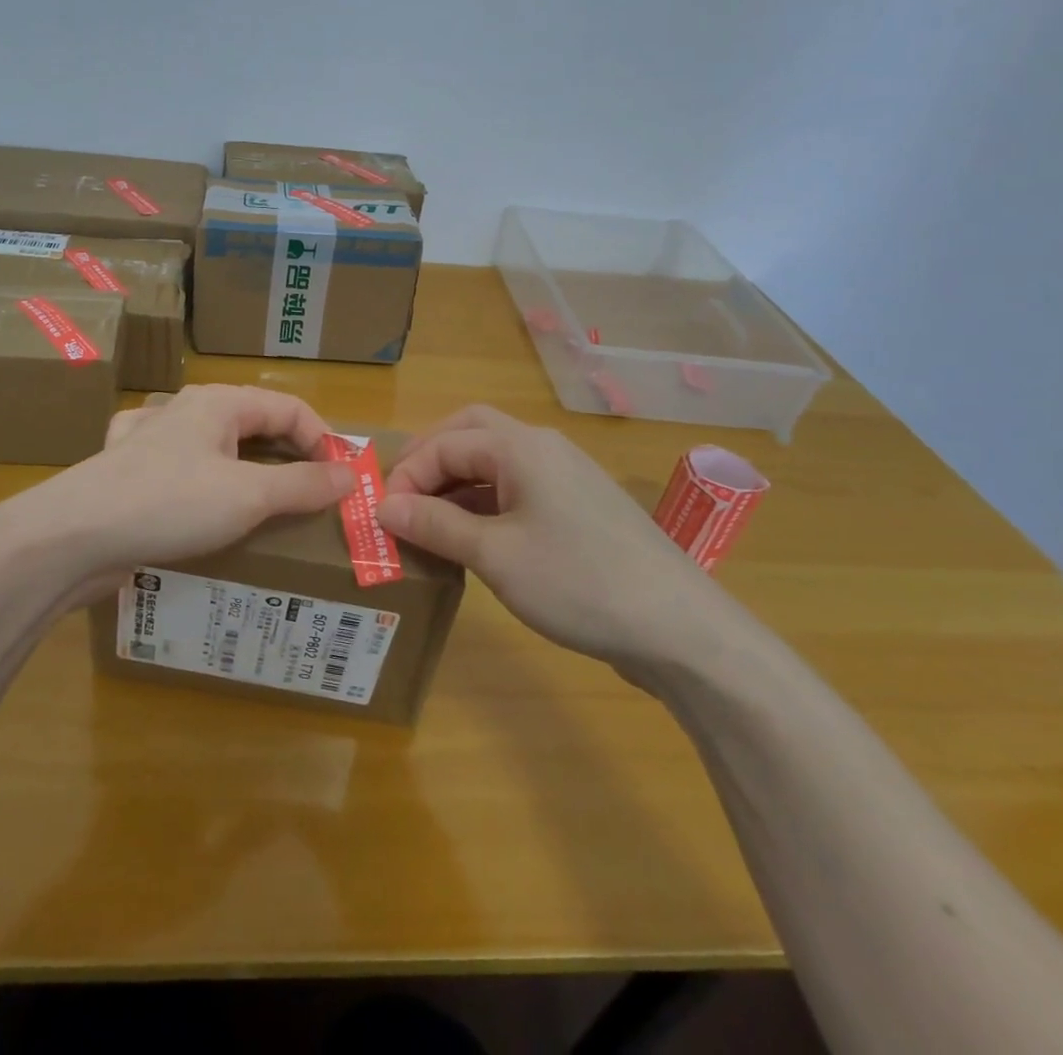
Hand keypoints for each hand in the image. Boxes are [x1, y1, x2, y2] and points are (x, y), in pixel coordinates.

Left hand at [0, 385, 354, 600]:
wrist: (72, 536)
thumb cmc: (170, 504)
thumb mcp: (248, 495)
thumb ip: (303, 484)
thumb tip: (350, 475)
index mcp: (218, 403)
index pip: (289, 408)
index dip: (322, 439)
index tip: (341, 482)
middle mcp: (185, 411)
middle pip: (253, 423)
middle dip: (287, 455)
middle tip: (311, 495)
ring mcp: (151, 440)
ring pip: (214, 444)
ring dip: (246, 468)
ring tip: (265, 500)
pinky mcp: (129, 472)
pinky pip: (179, 466)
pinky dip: (201, 480)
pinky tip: (197, 494)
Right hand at [377, 405, 734, 671]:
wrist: (680, 629)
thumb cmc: (578, 582)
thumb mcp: (495, 556)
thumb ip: (435, 525)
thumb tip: (383, 507)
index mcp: (522, 447)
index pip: (445, 443)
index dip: (407, 474)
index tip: (382, 515)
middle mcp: (544, 448)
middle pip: (472, 432)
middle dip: (431, 459)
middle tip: (402, 496)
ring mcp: (566, 476)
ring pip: (496, 461)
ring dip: (457, 482)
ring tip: (428, 520)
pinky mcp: (579, 507)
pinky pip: (518, 487)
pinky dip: (485, 502)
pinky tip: (473, 537)